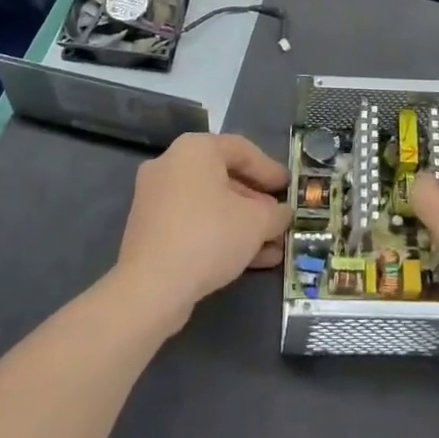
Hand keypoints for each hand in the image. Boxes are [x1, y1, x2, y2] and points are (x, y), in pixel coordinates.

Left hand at [114, 132, 290, 329]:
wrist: (150, 289)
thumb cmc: (209, 236)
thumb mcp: (256, 222)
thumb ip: (276, 213)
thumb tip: (282, 214)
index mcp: (195, 149)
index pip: (242, 149)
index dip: (270, 169)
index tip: (289, 187)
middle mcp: (171, 165)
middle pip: (224, 177)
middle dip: (256, 202)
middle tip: (278, 217)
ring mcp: (156, 198)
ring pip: (209, 205)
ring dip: (242, 223)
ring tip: (271, 245)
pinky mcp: (149, 230)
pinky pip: (193, 223)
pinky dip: (219, 235)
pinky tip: (248, 259)